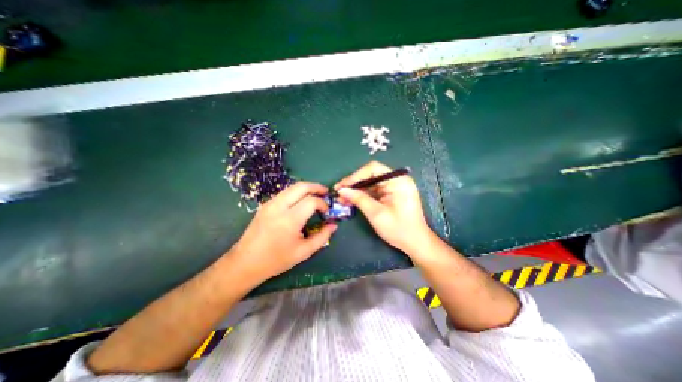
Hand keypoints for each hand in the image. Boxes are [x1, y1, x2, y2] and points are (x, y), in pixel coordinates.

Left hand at [229, 182, 335, 280]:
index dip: (322, 204)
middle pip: (301, 186)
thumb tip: (333, 225)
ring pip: (292, 187)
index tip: (326, 212)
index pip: (311, 201)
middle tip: (325, 193)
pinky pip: (285, 193)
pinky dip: (297, 193)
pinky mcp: (265, 205)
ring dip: (306, 188)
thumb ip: (322, 237)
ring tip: (316, 195)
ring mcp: (270, 204)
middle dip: (316, 187)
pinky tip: (301, 201)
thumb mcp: (303, 252)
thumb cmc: (276, 260)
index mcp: (289, 220)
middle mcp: (279, 207)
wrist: (245, 262)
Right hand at [335, 160, 430, 254]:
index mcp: (398, 181)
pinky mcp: (391, 194)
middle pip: (371, 175)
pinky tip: (351, 200)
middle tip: (338, 192)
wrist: (415, 243)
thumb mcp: (376, 214)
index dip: (355, 176)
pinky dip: (362, 195)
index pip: (373, 169)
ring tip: (341, 198)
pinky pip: (373, 190)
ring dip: (356, 190)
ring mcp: (394, 187)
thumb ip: (359, 199)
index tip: (342, 186)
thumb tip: (342, 190)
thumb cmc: (399, 229)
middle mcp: (396, 180)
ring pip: (370, 183)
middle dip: (354, 184)